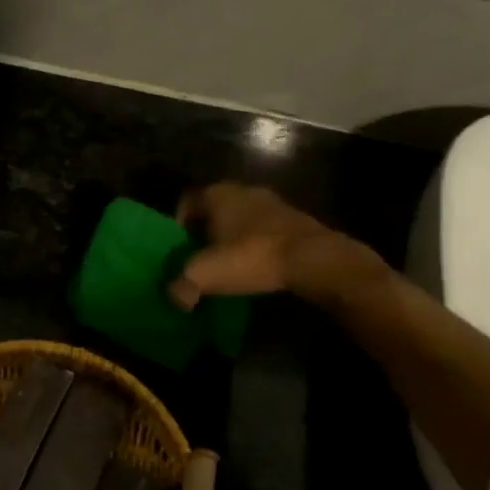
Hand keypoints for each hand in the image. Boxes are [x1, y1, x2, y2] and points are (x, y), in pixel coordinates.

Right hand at [169, 183, 383, 309]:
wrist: (313, 258)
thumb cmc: (252, 256)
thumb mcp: (205, 274)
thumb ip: (182, 286)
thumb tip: (176, 299)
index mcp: (217, 193)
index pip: (186, 202)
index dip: (178, 226)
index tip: (180, 250)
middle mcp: (243, 190)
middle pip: (214, 210)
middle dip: (205, 233)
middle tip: (202, 259)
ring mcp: (273, 202)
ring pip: (241, 219)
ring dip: (233, 239)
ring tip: (230, 266)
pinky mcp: (295, 219)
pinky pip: (265, 230)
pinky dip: (257, 245)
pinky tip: (258, 267)